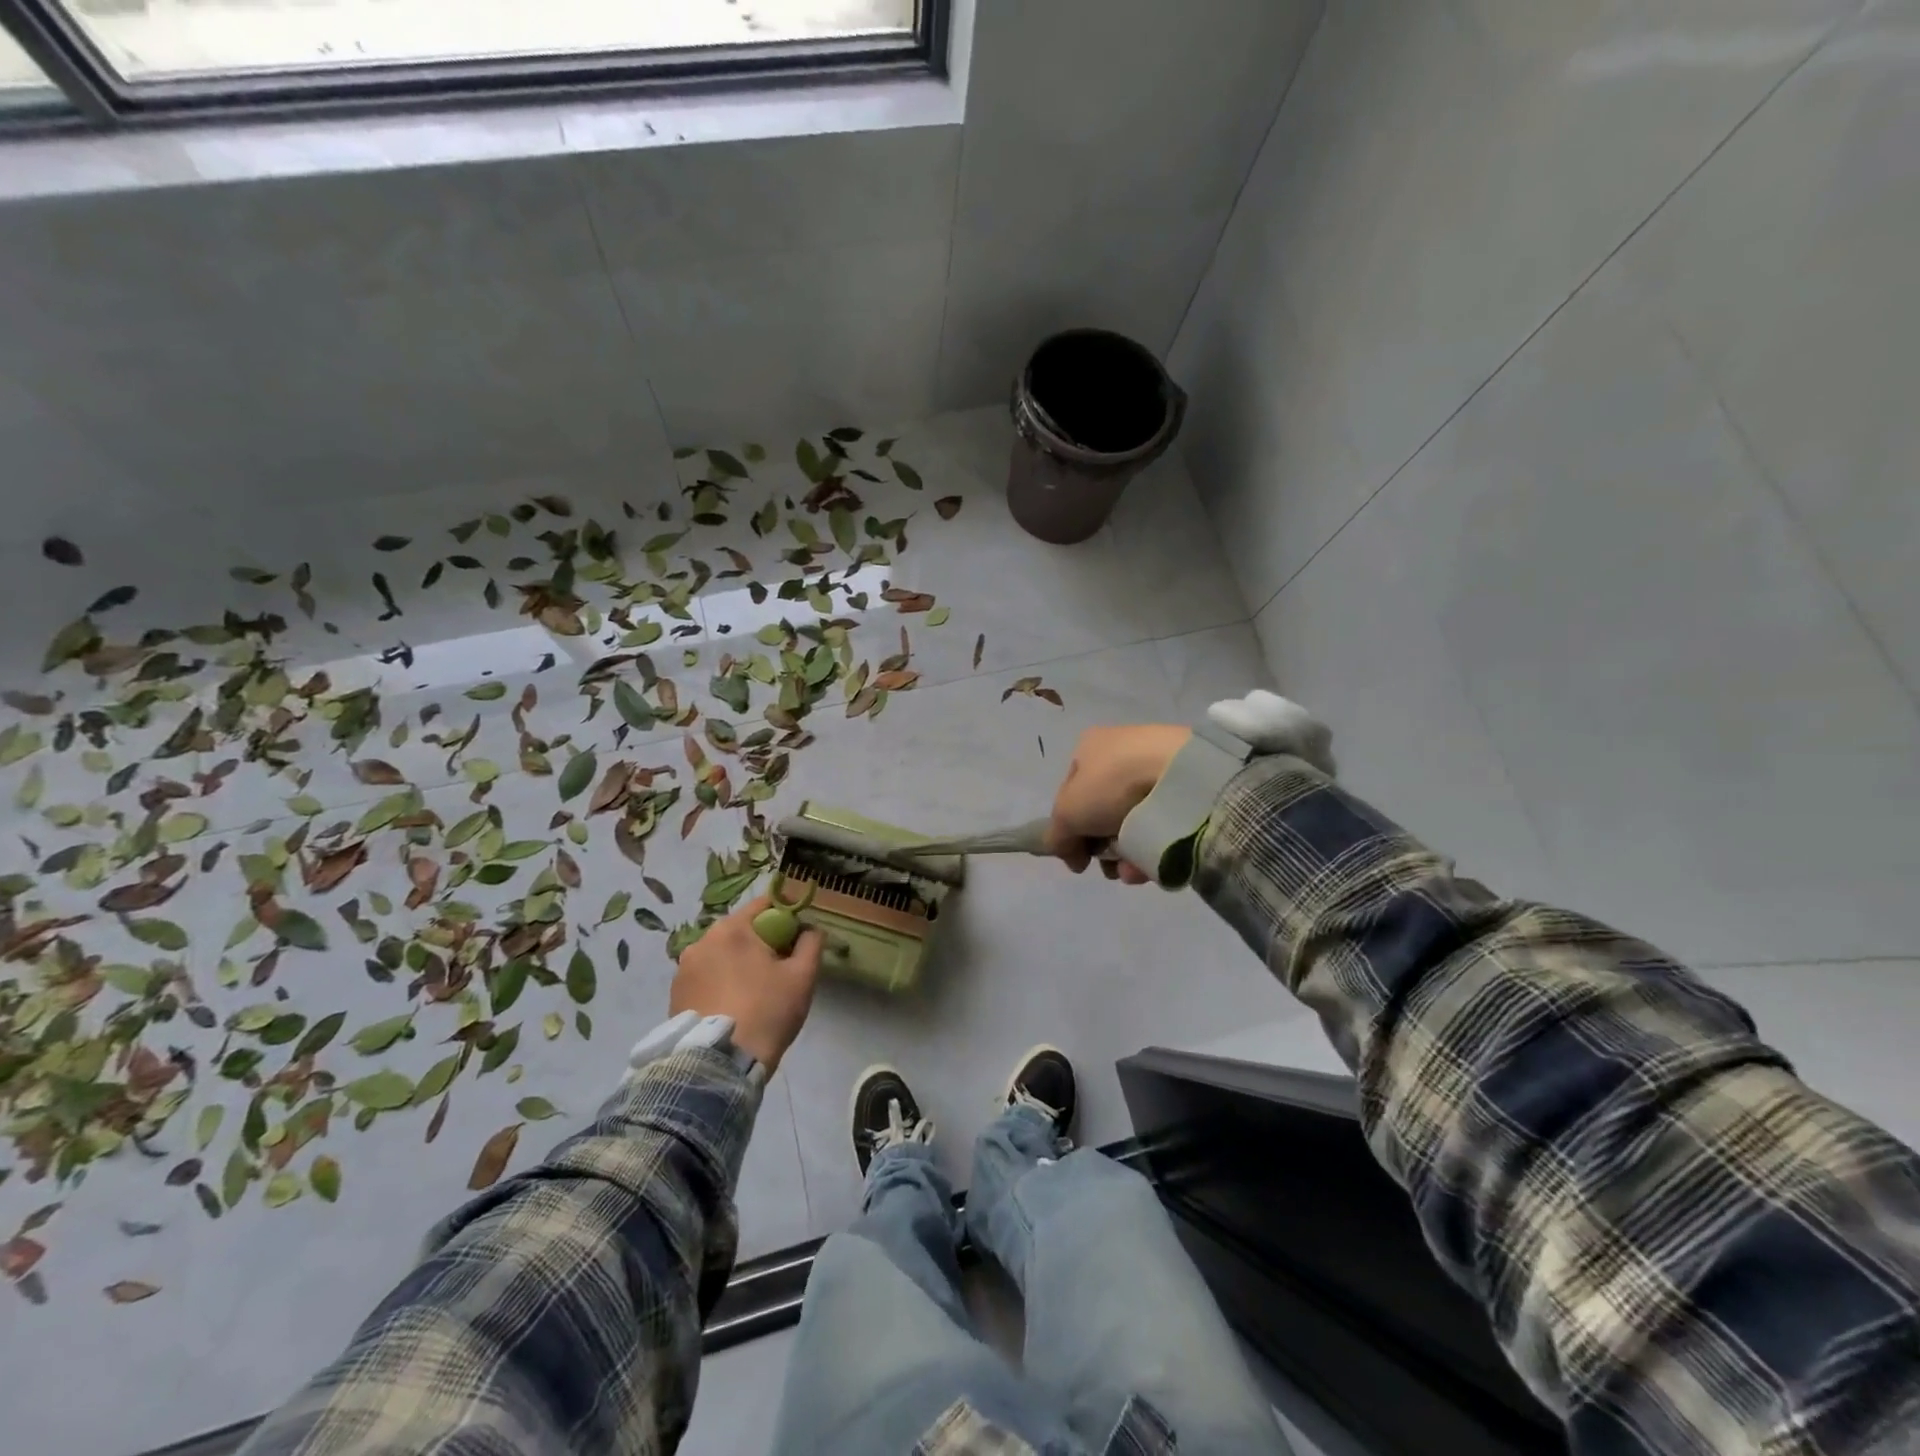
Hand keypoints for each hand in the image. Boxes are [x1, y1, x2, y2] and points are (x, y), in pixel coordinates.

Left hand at [670, 896, 822, 1072]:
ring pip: (722, 954)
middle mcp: (702, 941)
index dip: (787, 914)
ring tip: (755, 991)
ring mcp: (683, 969)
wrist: (719, 1065)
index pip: (765, 904)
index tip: (799, 934)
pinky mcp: (675, 995)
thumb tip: (811, 929)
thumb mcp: (802, 976)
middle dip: (762, 941)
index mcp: (732, 929)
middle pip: (741, 930)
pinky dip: (721, 983)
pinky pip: (706, 977)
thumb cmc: (766, 1012)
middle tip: (781, 967)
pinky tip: (733, 1005)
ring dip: (739, 963)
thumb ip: (811, 943)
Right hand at [1045, 724, 1190, 883]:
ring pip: (1131, 824)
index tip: (1078, 859)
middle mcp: (1120, 754)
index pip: (1070, 795)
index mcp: (1089, 748)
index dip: (1069, 830)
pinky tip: (1149, 865)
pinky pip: (1159, 826)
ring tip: (1130, 871)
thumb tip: (1066, 851)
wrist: (1181, 776)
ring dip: (1125, 855)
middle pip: (1101, 814)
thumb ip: (1057, 834)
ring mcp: (1154, 771)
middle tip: (1107, 866)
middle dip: (1101, 847)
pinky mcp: (1184, 790)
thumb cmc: (1113, 784)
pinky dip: (1151, 849)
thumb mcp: (1068, 812)